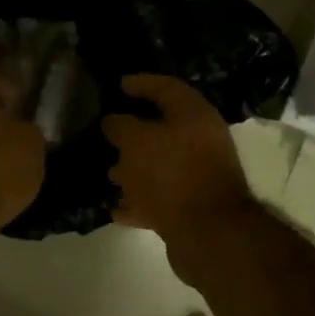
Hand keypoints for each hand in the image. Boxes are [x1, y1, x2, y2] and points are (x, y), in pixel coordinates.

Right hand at [101, 74, 253, 253]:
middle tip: (108, 135)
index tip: (118, 85)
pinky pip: (159, 198)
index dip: (141, 83)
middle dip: (133, 134)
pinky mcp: (191, 207)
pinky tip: (117, 208)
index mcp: (194, 116)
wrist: (207, 232)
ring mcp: (197, 176)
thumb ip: (121, 126)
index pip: (166, 88)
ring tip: (110, 175)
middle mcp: (200, 142)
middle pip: (163, 130)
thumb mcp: (137, 141)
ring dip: (134, 170)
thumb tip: (113, 121)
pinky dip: (139, 201)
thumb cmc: (171, 174)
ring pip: (160, 166)